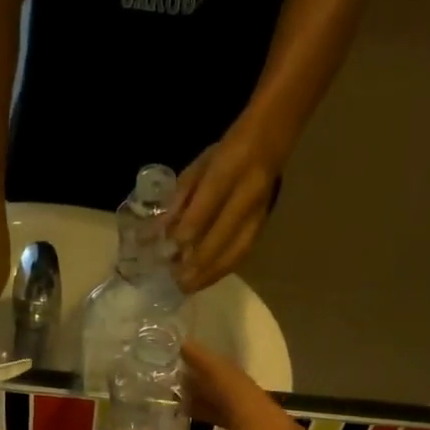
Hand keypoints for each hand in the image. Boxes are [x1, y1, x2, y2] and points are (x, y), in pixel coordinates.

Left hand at [169, 125, 283, 292]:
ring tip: (188, 288)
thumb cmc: (226, 152)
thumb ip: (179, 199)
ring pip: (236, 250)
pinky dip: (222, 270)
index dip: (187, 232)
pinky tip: (205, 280)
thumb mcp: (198, 166)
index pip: (206, 205)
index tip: (168, 253)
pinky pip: (243, 253)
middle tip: (176, 282)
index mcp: (229, 168)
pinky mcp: (263, 225)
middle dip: (197, 262)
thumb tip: (158, 233)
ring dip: (211, 273)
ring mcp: (259, 212)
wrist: (271, 141)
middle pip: (223, 235)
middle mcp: (248, 192)